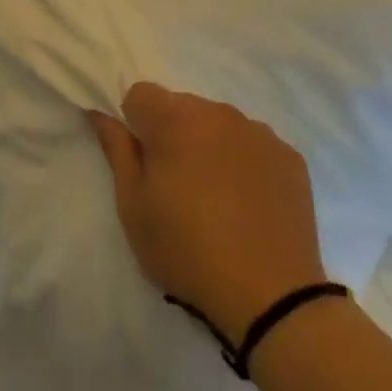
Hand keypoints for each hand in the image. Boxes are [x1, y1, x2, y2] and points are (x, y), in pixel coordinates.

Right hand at [87, 83, 326, 341]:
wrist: (270, 297)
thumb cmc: (186, 250)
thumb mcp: (133, 206)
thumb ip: (117, 150)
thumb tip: (101, 114)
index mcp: (176, 120)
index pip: (140, 93)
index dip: (134, 123)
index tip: (142, 162)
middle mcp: (219, 113)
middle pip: (181, 106)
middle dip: (171, 132)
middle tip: (175, 184)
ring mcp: (259, 133)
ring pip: (218, 123)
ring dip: (208, 144)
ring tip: (215, 196)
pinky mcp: (290, 157)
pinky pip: (252, 144)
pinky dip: (243, 161)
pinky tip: (247, 202)